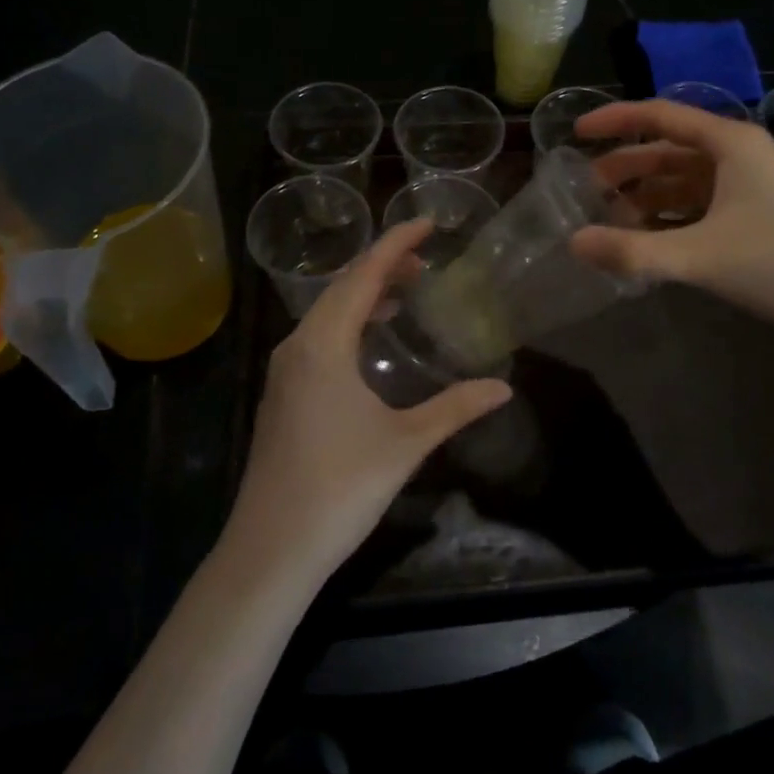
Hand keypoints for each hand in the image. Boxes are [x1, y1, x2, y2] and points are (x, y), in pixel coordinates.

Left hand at [225, 219, 511, 589]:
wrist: (270, 550)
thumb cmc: (339, 488)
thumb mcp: (405, 443)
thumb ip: (455, 408)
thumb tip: (504, 387)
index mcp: (325, 344)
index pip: (364, 275)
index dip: (396, 244)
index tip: (428, 223)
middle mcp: (299, 345)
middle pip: (343, 286)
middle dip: (383, 264)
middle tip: (426, 258)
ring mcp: (286, 369)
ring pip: (328, 310)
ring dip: (365, 292)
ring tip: (406, 288)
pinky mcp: (284, 391)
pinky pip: (320, 334)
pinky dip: (350, 320)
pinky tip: (372, 337)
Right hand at [570, 100, 773, 357]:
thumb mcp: (703, 256)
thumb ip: (635, 251)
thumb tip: (574, 243)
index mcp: (728, 143)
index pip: (659, 116)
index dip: (615, 120)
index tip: (575, 133)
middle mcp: (738, 156)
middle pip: (668, 151)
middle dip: (625, 168)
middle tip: (584, 192)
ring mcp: (751, 188)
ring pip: (684, 183)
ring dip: (646, 198)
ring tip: (608, 222)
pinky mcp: (758, 219)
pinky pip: (700, 209)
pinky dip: (670, 220)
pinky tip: (648, 242)